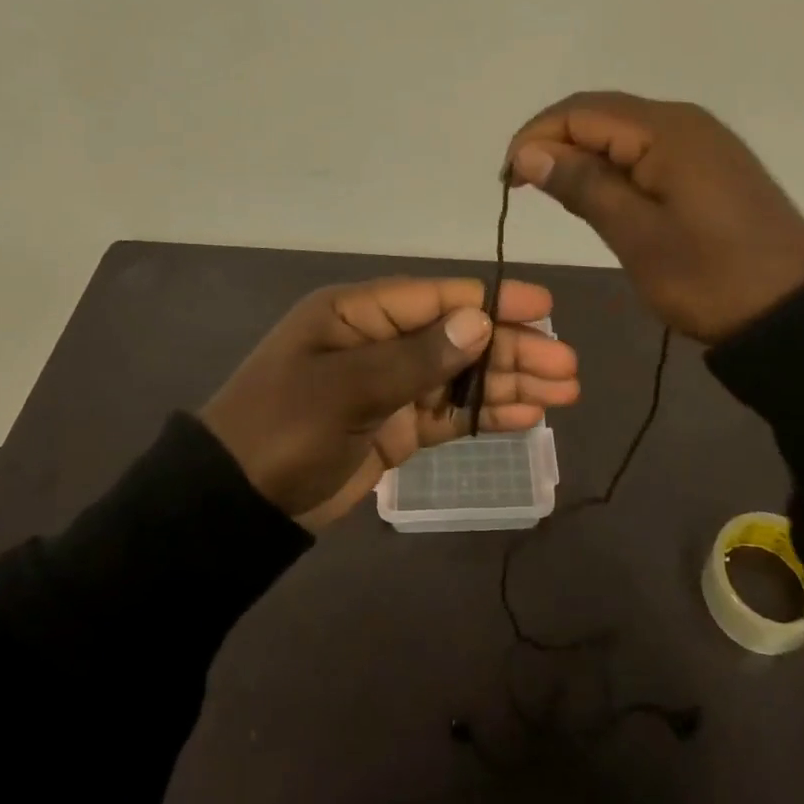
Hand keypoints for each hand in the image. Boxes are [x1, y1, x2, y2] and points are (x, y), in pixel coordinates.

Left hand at [199, 278, 579, 531]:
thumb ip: (416, 357)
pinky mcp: (395, 427)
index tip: (545, 309)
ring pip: (461, 376)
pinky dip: (485, 414)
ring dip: (509, 382)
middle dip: (512, 349)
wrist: (235, 506)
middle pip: (458, 337)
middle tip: (568, 366)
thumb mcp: (346, 389)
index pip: (438, 298)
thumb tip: (480, 321)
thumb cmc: (282, 430)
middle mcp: (380, 341)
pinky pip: (448, 414)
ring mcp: (389, 386)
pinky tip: (526, 417)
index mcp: (359, 314)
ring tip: (564, 393)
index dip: (493, 302)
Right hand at [506, 91, 803, 343]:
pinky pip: (646, 149)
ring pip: (622, 131)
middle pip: (600, 113)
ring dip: (582, 154)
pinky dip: (613, 165)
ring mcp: (701, 141)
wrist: (797, 311)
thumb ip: (582, 185)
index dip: (535, 137)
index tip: (509, 179)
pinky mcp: (709, 165)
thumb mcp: (636, 235)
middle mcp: (684, 121)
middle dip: (554, 141)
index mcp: (666, 130)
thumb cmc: (711, 276)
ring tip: (554, 192)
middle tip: (523, 185)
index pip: (580, 112)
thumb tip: (530, 152)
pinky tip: (600, 194)